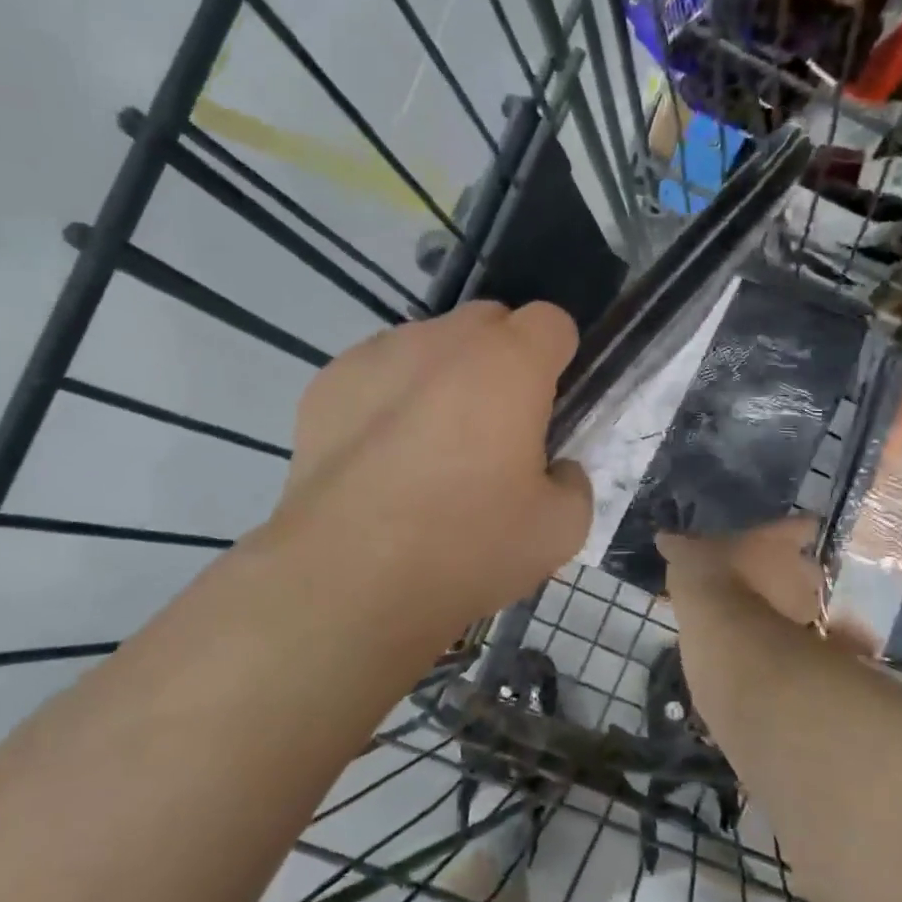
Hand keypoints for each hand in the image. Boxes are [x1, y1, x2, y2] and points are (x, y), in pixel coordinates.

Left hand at [266, 301, 592, 637]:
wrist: (348, 579)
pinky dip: (387, 398)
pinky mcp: (328, 382)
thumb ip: (573, 484)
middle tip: (491, 429)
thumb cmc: (465, 548)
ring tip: (424, 447)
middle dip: (500, 361)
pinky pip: (376, 373)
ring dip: (441, 377)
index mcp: (508, 364)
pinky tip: (376, 457)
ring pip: (427, 345)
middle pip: (487, 323)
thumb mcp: (559, 531)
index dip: (556, 359)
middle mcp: (442, 340)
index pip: (550, 322)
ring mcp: (377, 355)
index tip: (546, 405)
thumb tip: (554, 470)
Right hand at [658, 517, 882, 724]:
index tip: (786, 533)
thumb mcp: (686, 554)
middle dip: (792, 572)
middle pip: (808, 566)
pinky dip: (778, 632)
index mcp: (780, 539)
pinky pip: (791, 631)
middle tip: (766, 576)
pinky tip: (755, 635)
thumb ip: (680, 545)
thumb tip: (665, 537)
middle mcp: (802, 569)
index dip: (794, 529)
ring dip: (787, 604)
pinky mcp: (800, 641)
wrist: (725, 631)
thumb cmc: (711, 575)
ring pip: (803, 601)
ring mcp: (805, 607)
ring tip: (759, 610)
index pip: (802, 524)